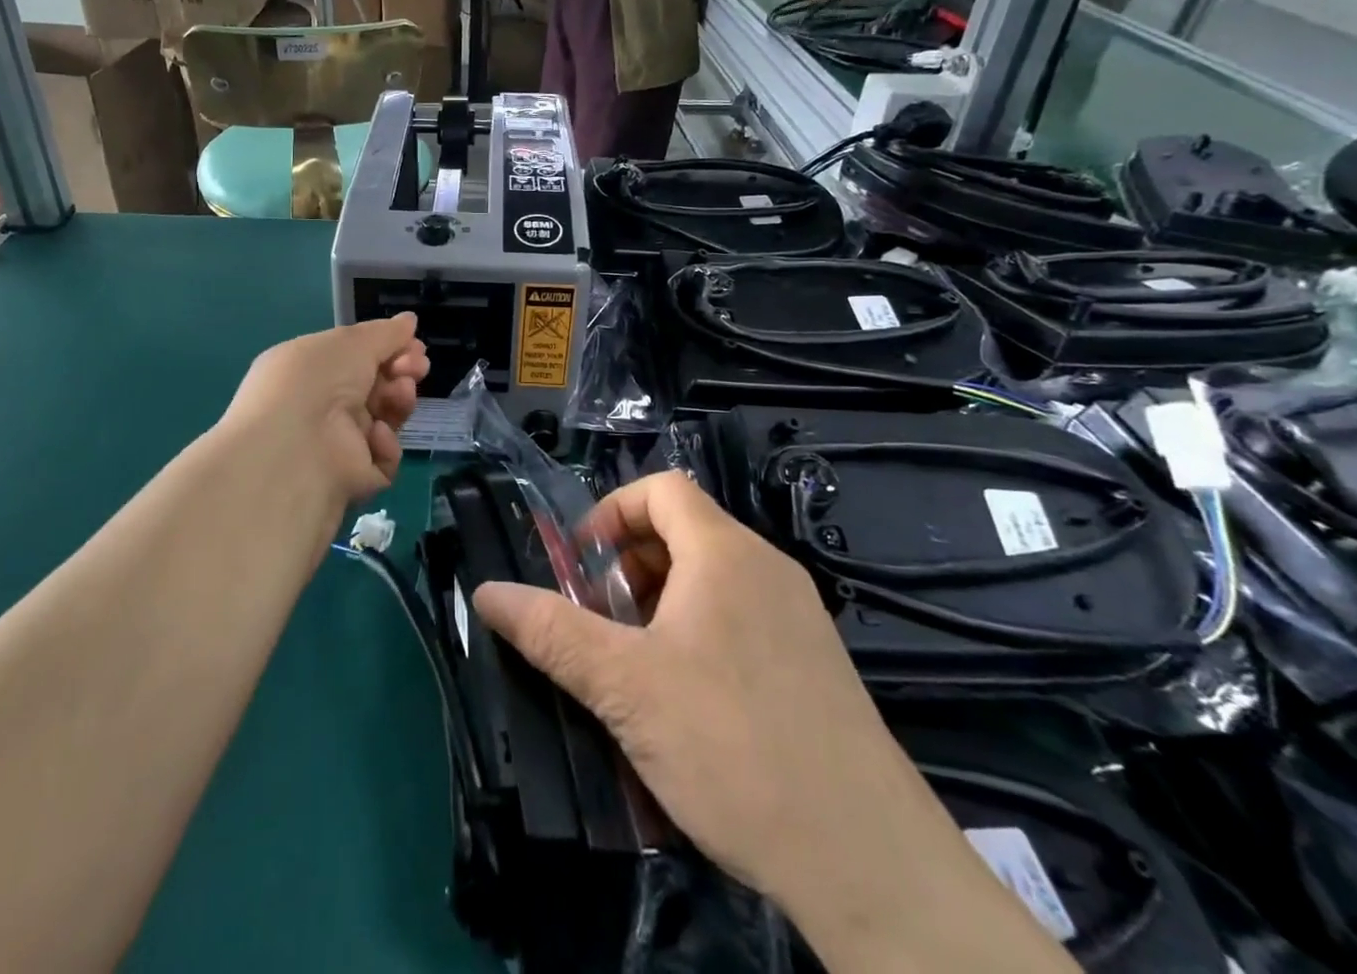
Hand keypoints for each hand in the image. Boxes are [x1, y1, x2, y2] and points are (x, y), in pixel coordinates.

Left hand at [218, 315, 428, 509]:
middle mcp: (318, 405)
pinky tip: (376, 435)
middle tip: (417, 368)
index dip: (388, 350)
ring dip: (398, 402)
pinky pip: (381, 458)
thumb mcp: (352, 342)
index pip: (355, 358)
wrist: (297, 447)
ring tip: (401, 395)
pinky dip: (384, 445)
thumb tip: (410, 320)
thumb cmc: (317, 380)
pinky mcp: (350, 478)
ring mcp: (334, 444)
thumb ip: (386, 333)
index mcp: (309, 369)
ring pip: (383, 420)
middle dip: (401, 373)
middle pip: (374, 387)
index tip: (415, 346)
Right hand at [472, 473, 955, 907]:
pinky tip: (690, 706)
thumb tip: (486, 591)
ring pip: (713, 580)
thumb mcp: (623, 686)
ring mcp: (800, 618)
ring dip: (662, 604)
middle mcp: (768, 569)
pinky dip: (701, 634)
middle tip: (602, 623)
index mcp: (725, 553)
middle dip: (630, 565)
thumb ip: (550, 631)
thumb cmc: (733, 747)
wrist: (870, 866)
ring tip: (637, 667)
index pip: (662, 489)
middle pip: (685, 532)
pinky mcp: (817, 667)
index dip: (612, 512)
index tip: (583, 565)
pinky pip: (744, 619)